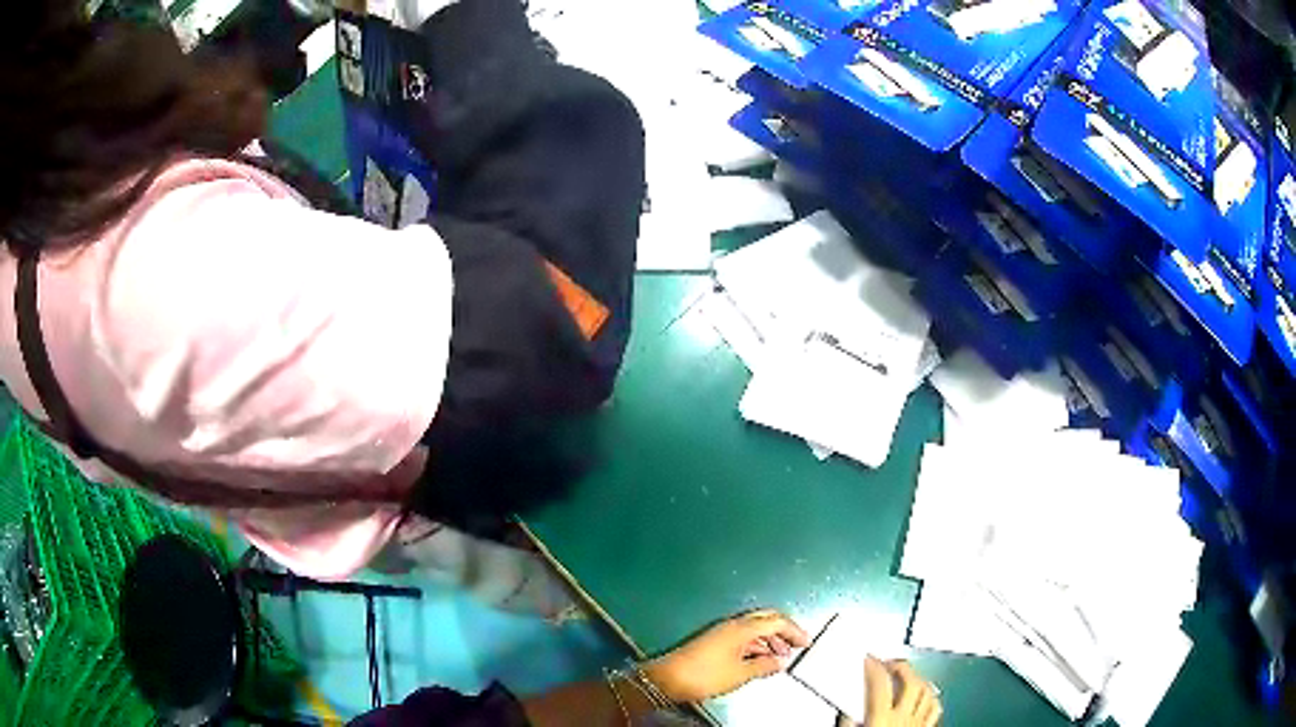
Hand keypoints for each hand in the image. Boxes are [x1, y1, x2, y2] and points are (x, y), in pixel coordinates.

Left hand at [643, 610, 810, 702]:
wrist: (669, 679)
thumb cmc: (706, 676)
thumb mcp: (740, 674)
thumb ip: (763, 666)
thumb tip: (780, 662)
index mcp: (742, 628)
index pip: (776, 622)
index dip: (794, 631)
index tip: (807, 643)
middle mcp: (733, 624)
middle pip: (766, 619)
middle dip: (784, 630)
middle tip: (797, 644)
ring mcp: (723, 631)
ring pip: (754, 627)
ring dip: (770, 638)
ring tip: (781, 655)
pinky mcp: (715, 640)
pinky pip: (744, 635)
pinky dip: (757, 643)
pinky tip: (761, 657)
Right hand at [835, 658, 940, 726]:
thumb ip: (848, 723)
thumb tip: (846, 712)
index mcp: (882, 718)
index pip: (880, 683)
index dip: (874, 666)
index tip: (869, 658)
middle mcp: (904, 717)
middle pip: (910, 681)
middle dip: (901, 666)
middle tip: (889, 662)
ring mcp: (919, 723)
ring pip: (927, 692)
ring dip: (918, 678)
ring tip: (909, 673)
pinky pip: (935, 709)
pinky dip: (932, 697)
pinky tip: (927, 695)